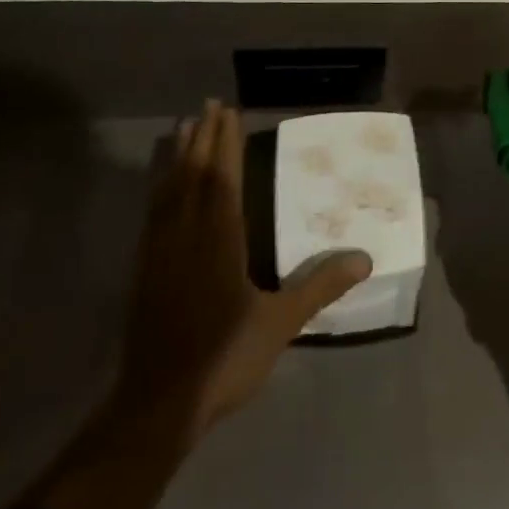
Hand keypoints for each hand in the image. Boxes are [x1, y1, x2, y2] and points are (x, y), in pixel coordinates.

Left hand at [112, 101, 370, 439]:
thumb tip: (364, 258)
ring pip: (169, 188)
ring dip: (179, 155)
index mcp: (220, 239)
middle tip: (208, 105)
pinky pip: (153, 211)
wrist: (157, 404)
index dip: (227, 144)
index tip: (229, 112)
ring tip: (184, 127)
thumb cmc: (224, 358)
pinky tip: (163, 184)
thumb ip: (319, 286)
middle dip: (203, 137)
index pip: (223, 178)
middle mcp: (187, 234)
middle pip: (194, 174)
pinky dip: (161, 186)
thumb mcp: (280, 323)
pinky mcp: (144, 268)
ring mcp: (160, 250)